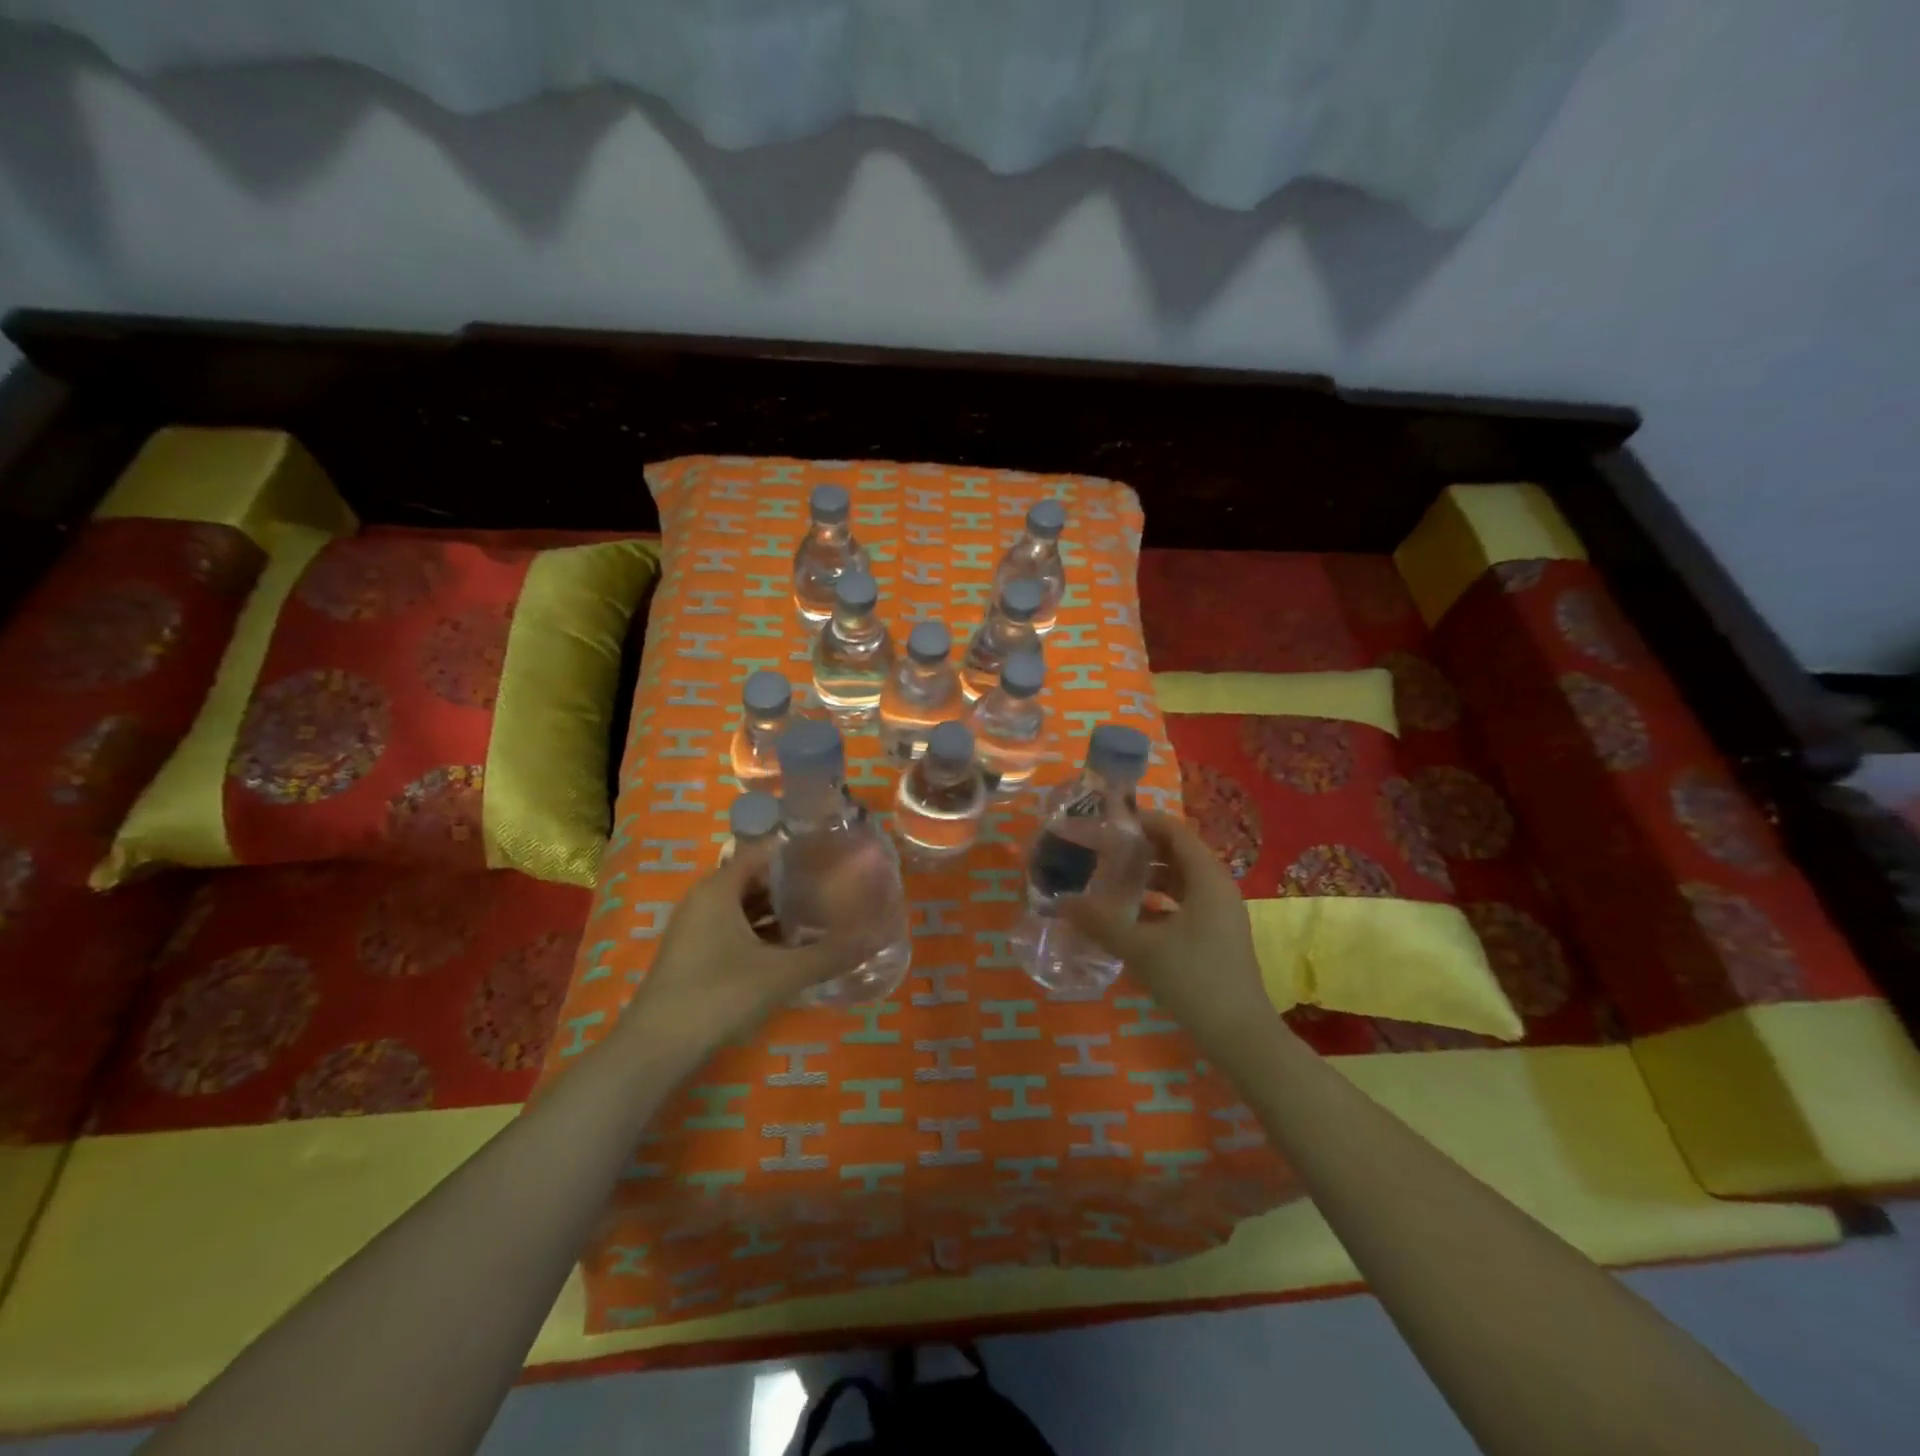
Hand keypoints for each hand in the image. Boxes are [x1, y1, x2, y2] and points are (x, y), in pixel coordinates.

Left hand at [617, 847, 857, 1056]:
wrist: (656, 1048)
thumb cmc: (718, 995)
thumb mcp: (782, 974)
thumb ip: (830, 954)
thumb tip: (877, 937)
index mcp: (719, 888)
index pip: (764, 852)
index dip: (798, 853)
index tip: (833, 857)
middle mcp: (705, 900)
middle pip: (756, 879)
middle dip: (794, 885)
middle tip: (835, 889)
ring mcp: (696, 929)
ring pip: (746, 908)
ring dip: (780, 913)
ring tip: (822, 917)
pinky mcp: (695, 955)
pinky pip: (736, 931)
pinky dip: (763, 934)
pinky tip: (792, 950)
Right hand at [1061, 811, 1277, 1059]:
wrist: (1240, 1036)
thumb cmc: (1193, 980)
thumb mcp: (1140, 948)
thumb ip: (1100, 922)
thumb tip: (1062, 901)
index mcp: (1207, 879)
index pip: (1175, 832)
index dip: (1143, 822)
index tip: (1108, 822)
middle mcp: (1218, 888)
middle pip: (1178, 853)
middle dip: (1141, 849)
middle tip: (1104, 850)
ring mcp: (1221, 914)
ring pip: (1181, 881)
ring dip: (1149, 877)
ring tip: (1112, 881)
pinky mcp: (1218, 936)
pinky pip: (1185, 904)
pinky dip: (1159, 902)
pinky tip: (1131, 917)